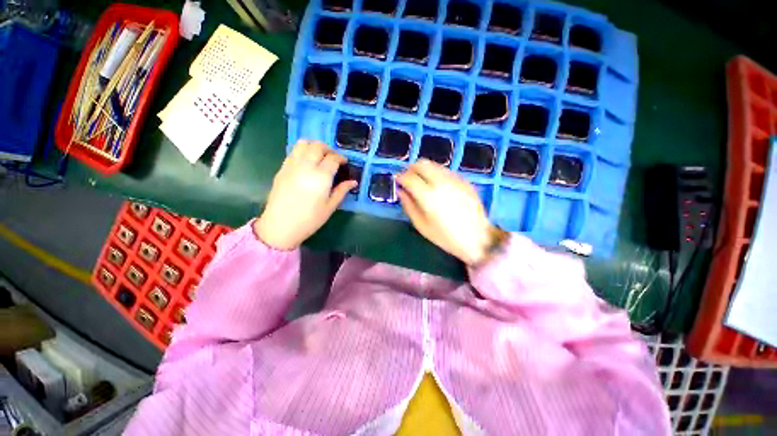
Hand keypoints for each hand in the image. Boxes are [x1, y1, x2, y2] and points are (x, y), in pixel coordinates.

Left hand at [254, 140, 356, 250]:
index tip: (344, 163)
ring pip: (303, 144)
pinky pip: (293, 152)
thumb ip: (342, 191)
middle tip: (333, 159)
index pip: (333, 158)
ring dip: (314, 146)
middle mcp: (306, 167)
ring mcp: (291, 166)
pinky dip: (302, 151)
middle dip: (328, 149)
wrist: (280, 226)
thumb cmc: (309, 219)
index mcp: (320, 177)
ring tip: (319, 156)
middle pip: (318, 146)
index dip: (341, 158)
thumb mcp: (330, 207)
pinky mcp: (282, 169)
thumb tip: (353, 181)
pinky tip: (306, 163)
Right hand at [397, 159, 493, 264]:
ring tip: (422, 183)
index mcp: (428, 195)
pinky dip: (437, 175)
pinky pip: (446, 171)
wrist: (477, 239)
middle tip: (409, 179)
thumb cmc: (446, 237)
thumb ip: (408, 205)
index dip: (400, 177)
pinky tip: (438, 187)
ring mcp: (455, 179)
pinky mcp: (464, 181)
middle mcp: (441, 182)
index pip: (409, 177)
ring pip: (434, 165)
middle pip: (421, 164)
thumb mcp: (421, 225)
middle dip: (411, 169)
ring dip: (424, 170)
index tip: (398, 181)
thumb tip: (401, 191)